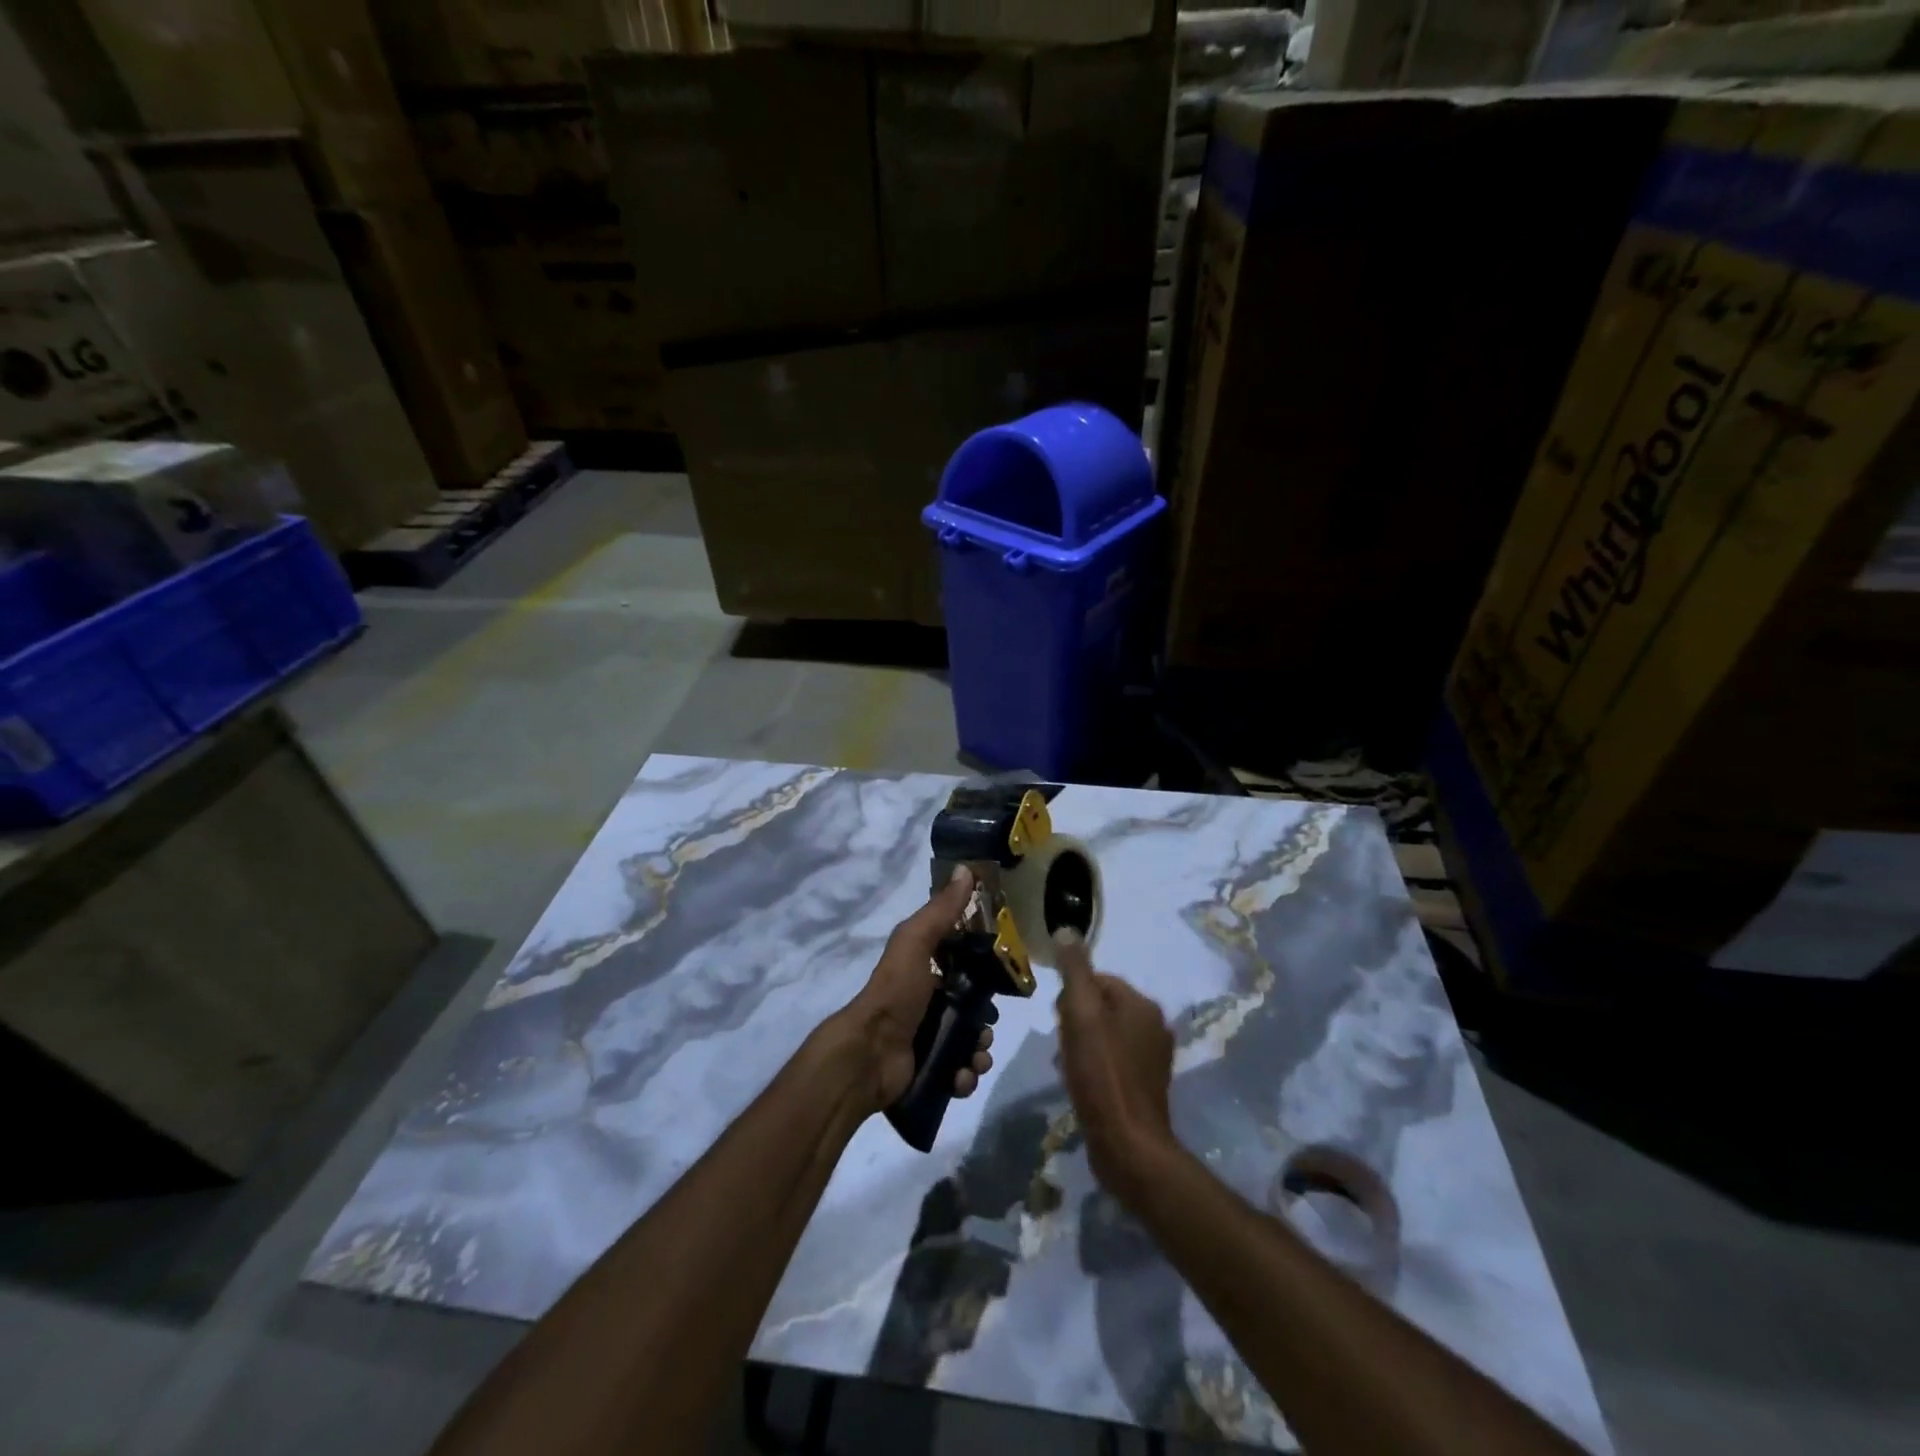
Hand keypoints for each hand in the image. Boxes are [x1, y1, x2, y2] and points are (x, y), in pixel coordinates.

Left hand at [834, 868, 994, 1112]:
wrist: (869, 1055)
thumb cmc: (895, 992)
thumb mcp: (916, 941)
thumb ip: (941, 910)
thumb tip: (966, 868)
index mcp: (926, 972)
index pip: (965, 969)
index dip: (986, 974)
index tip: (1003, 980)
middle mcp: (928, 1004)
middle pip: (972, 1011)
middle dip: (985, 1022)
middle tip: (985, 1029)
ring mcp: (927, 1040)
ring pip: (969, 1044)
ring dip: (980, 1052)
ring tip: (976, 1057)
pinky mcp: (929, 1071)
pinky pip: (959, 1074)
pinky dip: (966, 1076)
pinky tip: (961, 1076)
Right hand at [1054, 932, 1175, 1201]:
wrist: (1128, 1144)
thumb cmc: (1101, 1073)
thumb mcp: (1081, 1013)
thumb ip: (1075, 970)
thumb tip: (1067, 930)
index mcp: (1142, 1004)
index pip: (1099, 979)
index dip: (1071, 994)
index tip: (1057, 1017)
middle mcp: (1155, 1025)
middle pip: (1102, 1006)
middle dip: (1076, 1019)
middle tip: (1061, 1042)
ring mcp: (1153, 1058)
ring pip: (1106, 1034)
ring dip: (1083, 1043)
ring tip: (1067, 1065)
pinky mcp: (1146, 1086)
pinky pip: (1113, 1060)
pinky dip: (1094, 1065)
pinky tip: (1080, 1082)